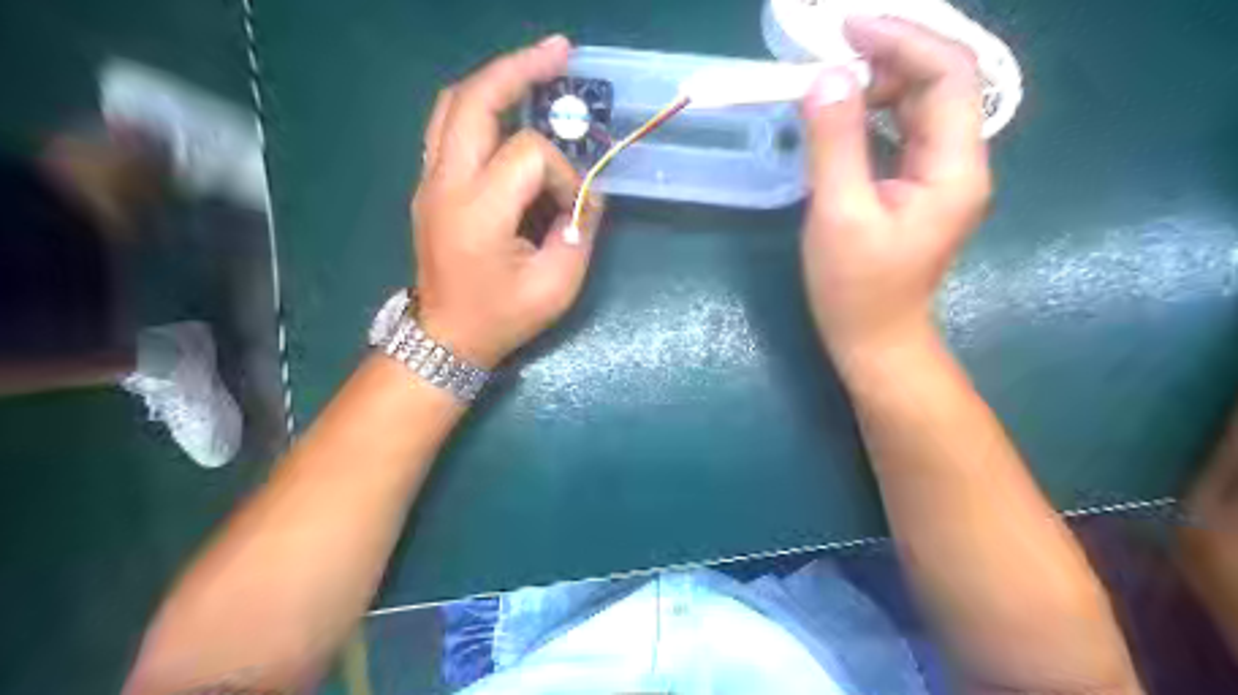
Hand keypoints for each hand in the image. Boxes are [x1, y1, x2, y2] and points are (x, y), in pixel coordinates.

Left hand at [410, 34, 599, 369]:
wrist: (447, 337)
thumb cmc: (502, 317)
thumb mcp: (556, 285)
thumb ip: (580, 232)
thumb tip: (586, 195)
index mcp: (478, 211)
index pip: (530, 155)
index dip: (565, 175)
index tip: (574, 211)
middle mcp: (445, 183)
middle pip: (475, 99)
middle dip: (520, 70)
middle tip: (560, 53)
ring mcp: (429, 180)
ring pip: (453, 103)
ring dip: (496, 80)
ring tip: (536, 68)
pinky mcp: (429, 185)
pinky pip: (448, 126)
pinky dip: (480, 106)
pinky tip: (508, 109)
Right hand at [803, 17, 992, 363]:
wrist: (874, 339)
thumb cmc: (855, 288)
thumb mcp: (838, 215)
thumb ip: (835, 144)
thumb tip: (826, 77)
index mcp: (954, 169)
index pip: (947, 75)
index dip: (902, 40)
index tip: (847, 28)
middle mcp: (959, 163)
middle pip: (939, 84)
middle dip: (888, 57)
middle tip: (829, 57)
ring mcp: (940, 176)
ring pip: (920, 105)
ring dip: (879, 83)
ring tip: (830, 82)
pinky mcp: (918, 187)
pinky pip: (903, 131)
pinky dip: (873, 112)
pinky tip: (843, 114)